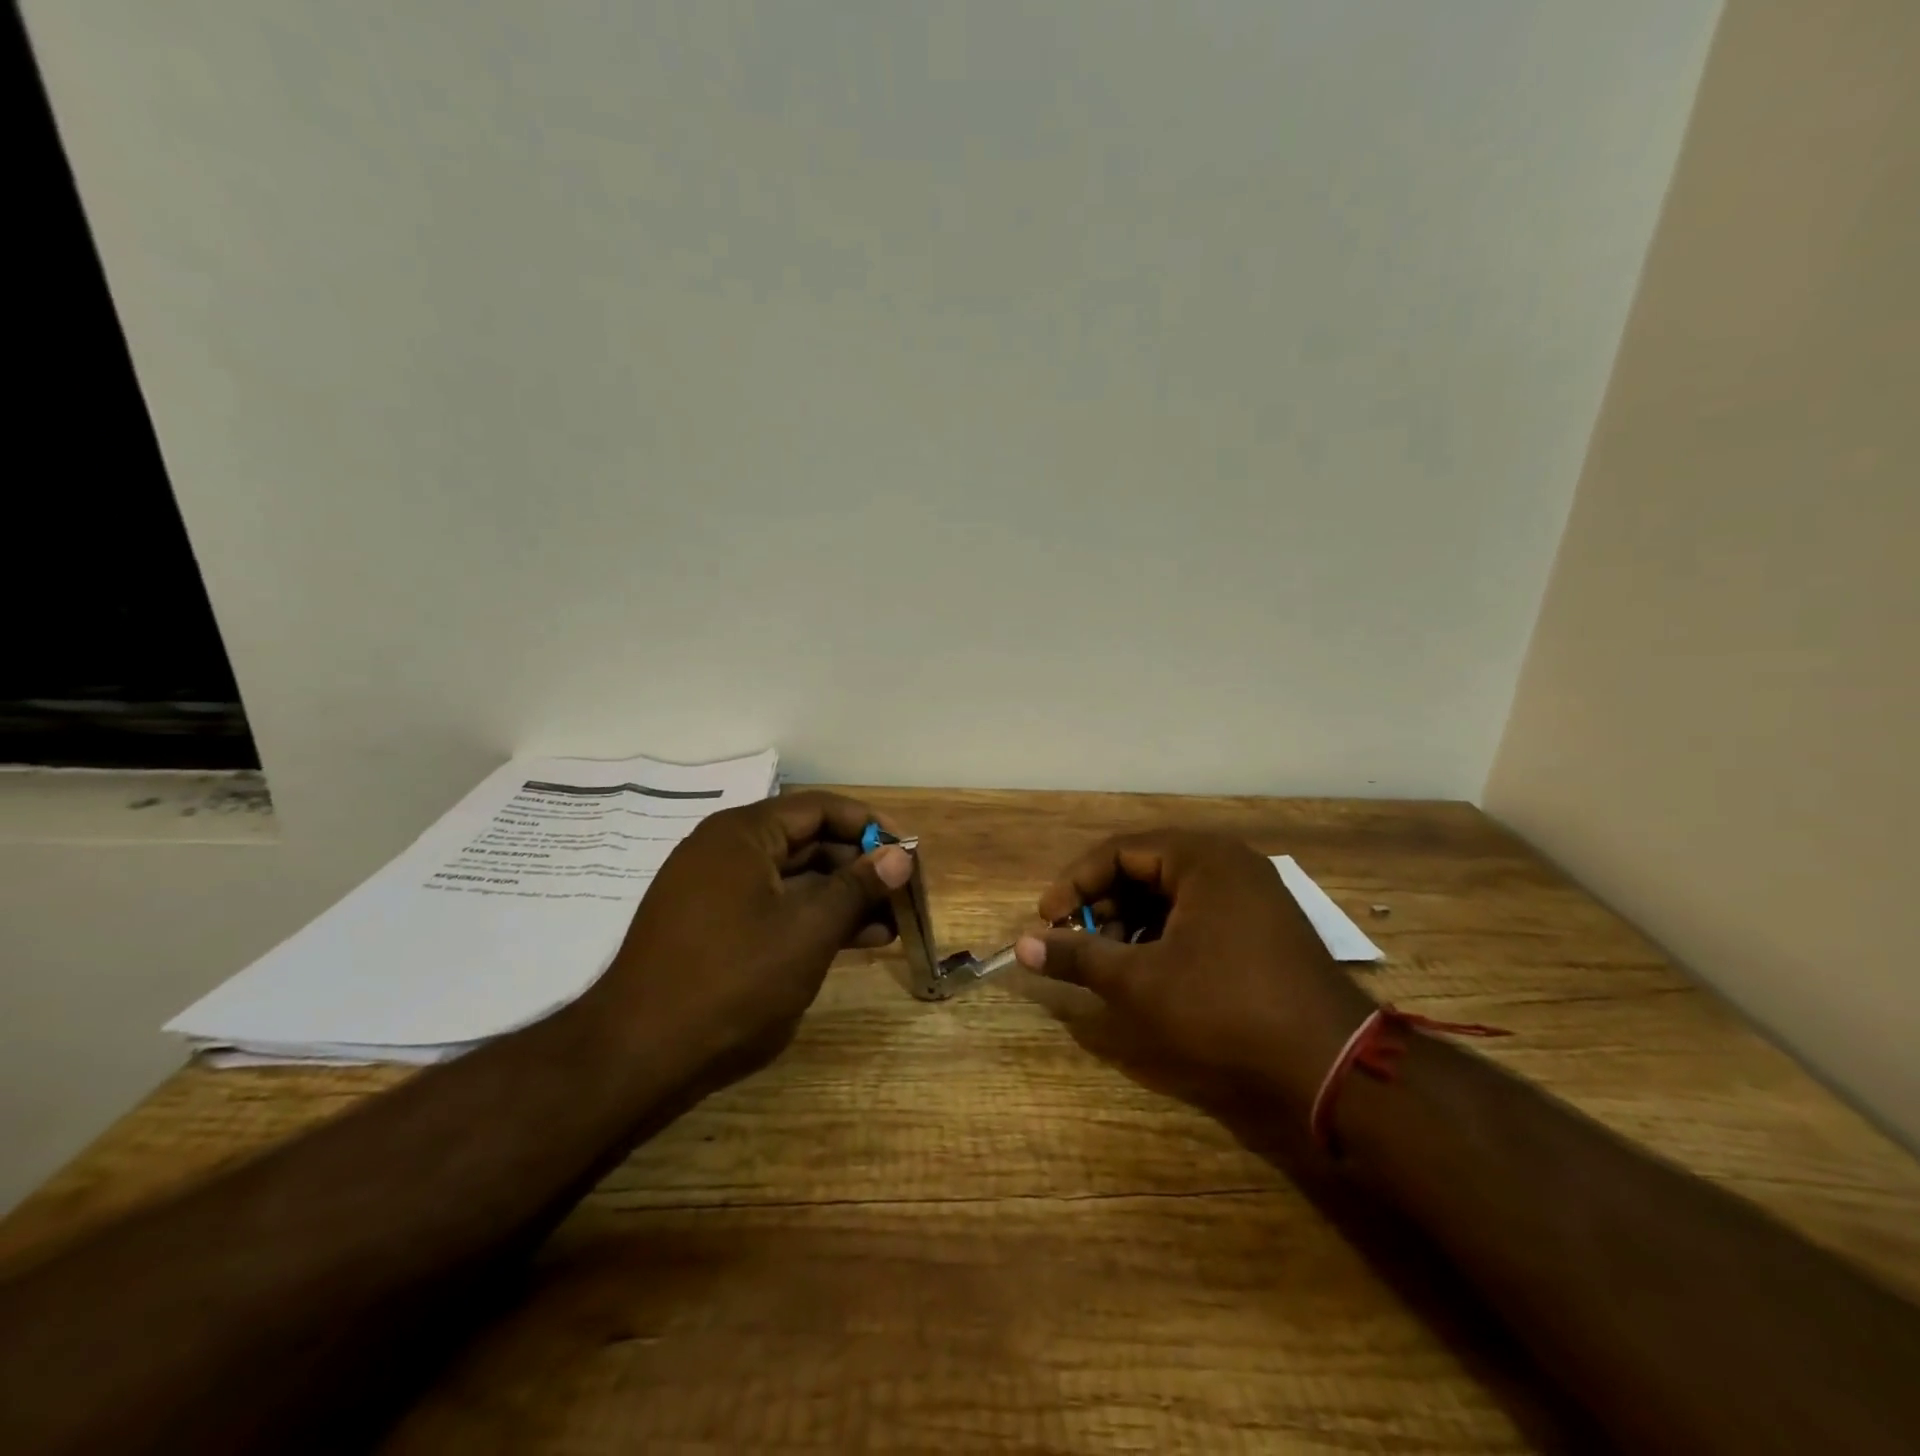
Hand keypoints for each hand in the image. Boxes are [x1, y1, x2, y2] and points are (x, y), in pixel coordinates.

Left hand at [582, 791, 914, 1085]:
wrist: (637, 1055)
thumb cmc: (733, 980)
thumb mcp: (808, 930)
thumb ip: (857, 887)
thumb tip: (900, 855)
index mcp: (743, 834)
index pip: (820, 808)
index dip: (869, 826)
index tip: (907, 853)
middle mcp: (725, 851)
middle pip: (807, 841)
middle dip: (859, 867)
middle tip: (902, 895)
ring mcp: (715, 891)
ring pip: (793, 879)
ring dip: (841, 898)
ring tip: (889, 925)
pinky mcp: (711, 927)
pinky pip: (773, 907)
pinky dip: (811, 919)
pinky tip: (852, 942)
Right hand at [1015, 830, 1374, 1116]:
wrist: (1332, 1064)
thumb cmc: (1225, 1008)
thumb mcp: (1140, 982)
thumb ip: (1077, 956)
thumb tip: (1022, 947)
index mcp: (1201, 857)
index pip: (1118, 851)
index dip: (1074, 883)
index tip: (1045, 918)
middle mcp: (1228, 862)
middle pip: (1144, 868)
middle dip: (1101, 904)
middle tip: (1074, 941)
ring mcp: (1251, 893)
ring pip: (1169, 893)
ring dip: (1129, 921)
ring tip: (1108, 961)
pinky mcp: (1262, 925)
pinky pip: (1196, 912)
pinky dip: (1163, 934)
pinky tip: (1149, 968)